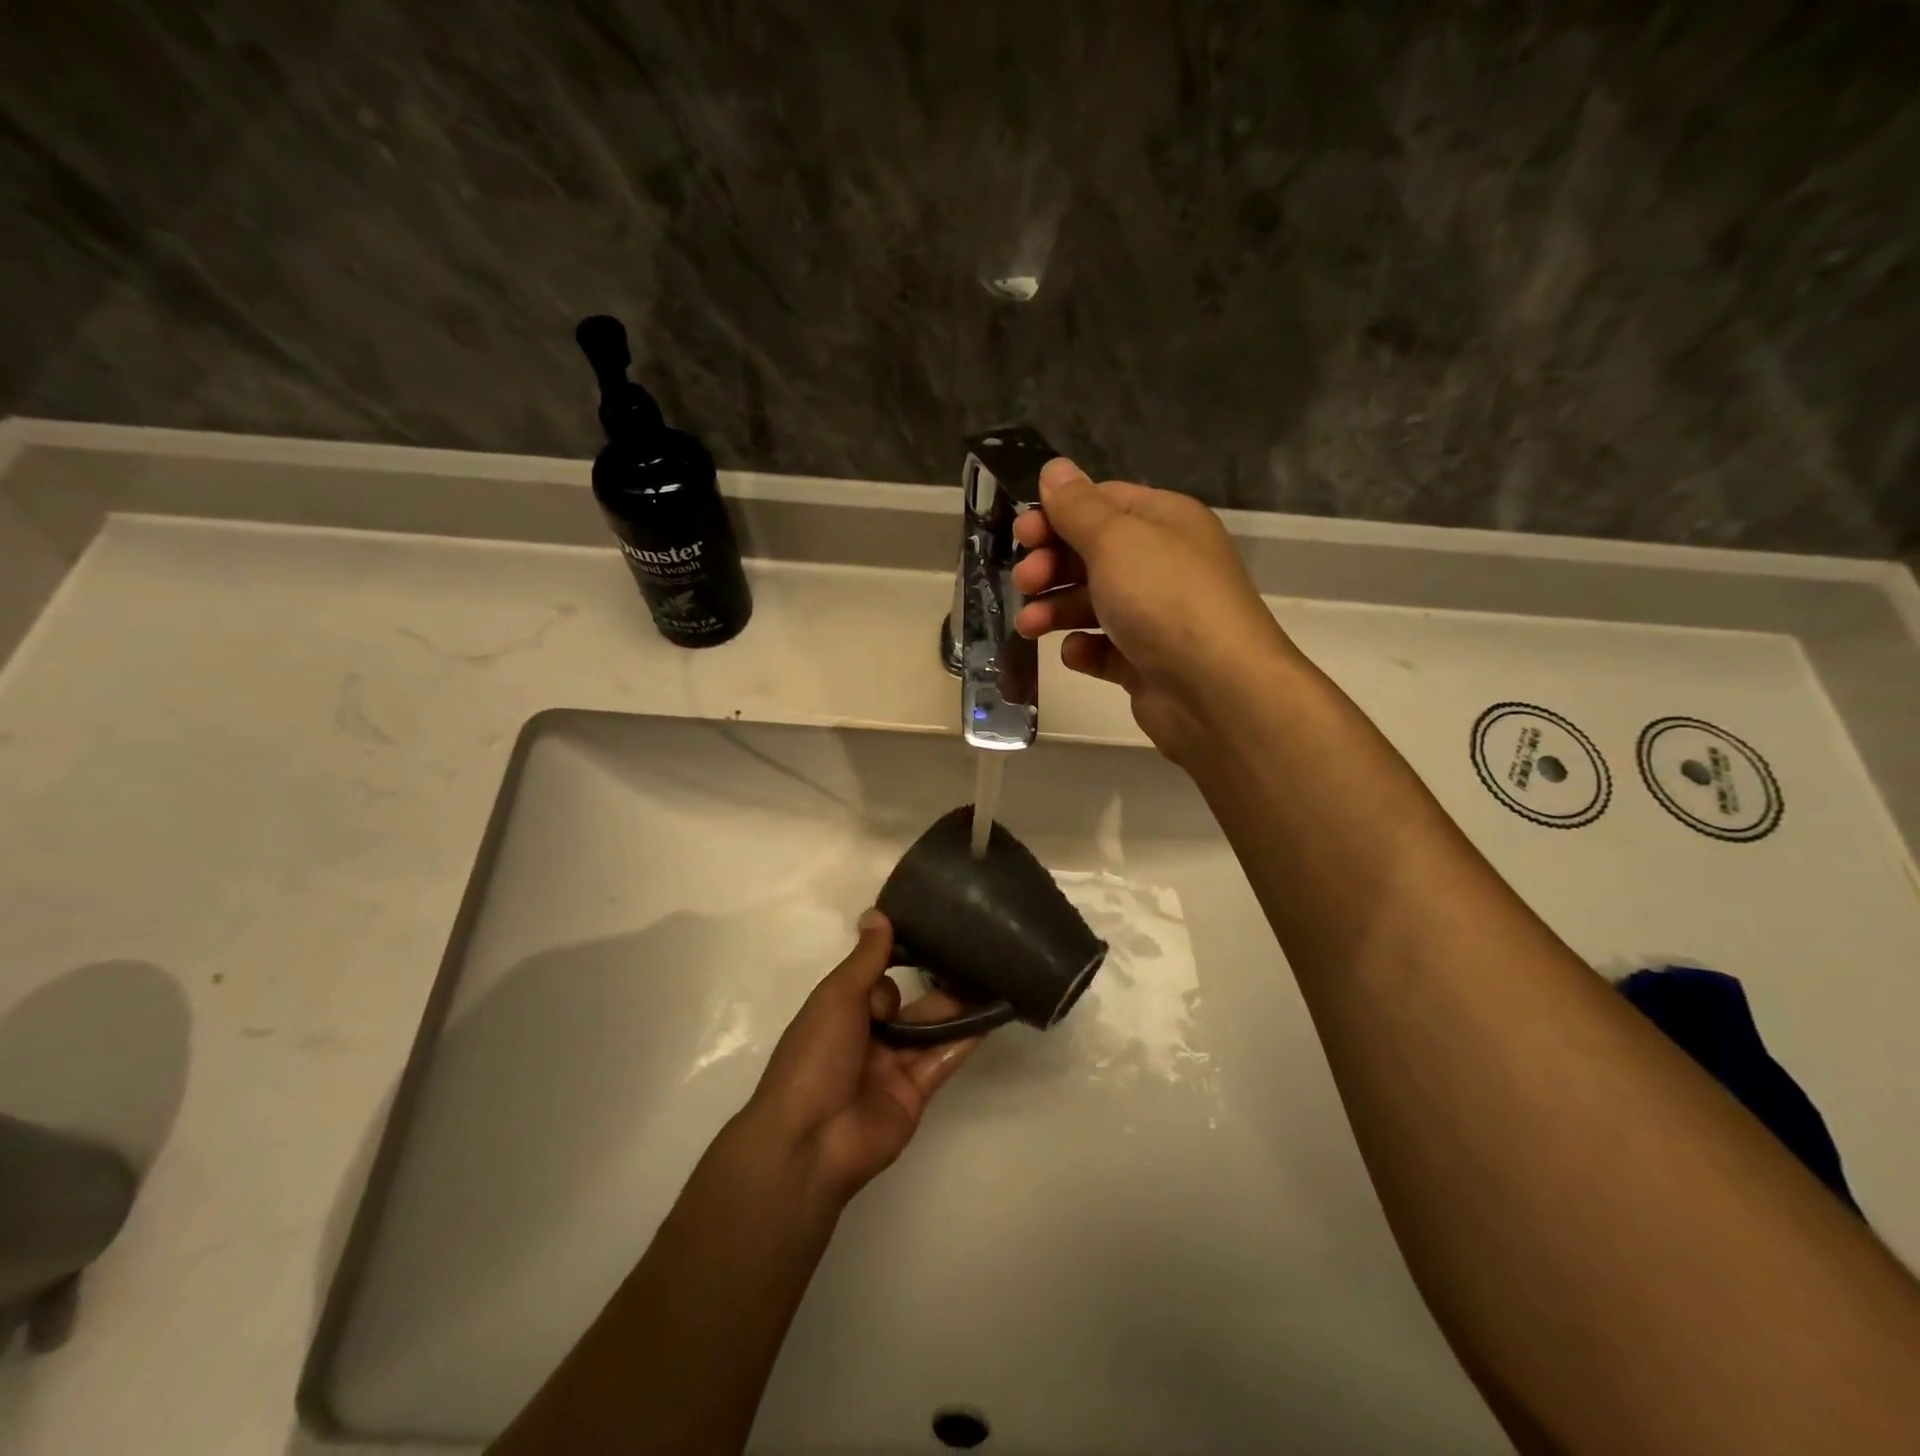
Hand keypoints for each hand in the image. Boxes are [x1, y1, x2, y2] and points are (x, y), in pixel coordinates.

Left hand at [740, 910, 985, 1205]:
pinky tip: (991, 1014)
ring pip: (930, 1029)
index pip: (876, 977)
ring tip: (992, 975)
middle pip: (907, 1003)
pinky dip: (965, 1038)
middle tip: (973, 951)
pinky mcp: (915, 1094)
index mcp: (840, 1011)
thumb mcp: (837, 996)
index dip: (898, 958)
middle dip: (934, 981)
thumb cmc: (815, 1056)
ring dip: (957, 1007)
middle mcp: (867, 1036)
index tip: (932, 929)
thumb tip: (878, 913)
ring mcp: (892, 1066)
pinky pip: (942, 1059)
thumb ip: (866, 958)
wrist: (810, 1140)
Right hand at [1012, 458, 1298, 762]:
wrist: (1216, 691)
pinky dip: (1085, 650)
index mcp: (1164, 522)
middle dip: (1051, 565)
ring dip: (1055, 610)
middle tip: (1025, 582)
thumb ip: (1078, 507)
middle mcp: (1162, 564)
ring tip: (1029, 626)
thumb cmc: (1164, 599)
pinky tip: (1076, 653)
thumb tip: (1054, 469)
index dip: (1057, 515)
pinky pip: (1105, 649)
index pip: (1102, 503)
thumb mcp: (1116, 539)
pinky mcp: (1146, 663)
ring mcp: (1155, 617)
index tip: (1022, 533)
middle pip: (1092, 554)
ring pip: (1092, 604)